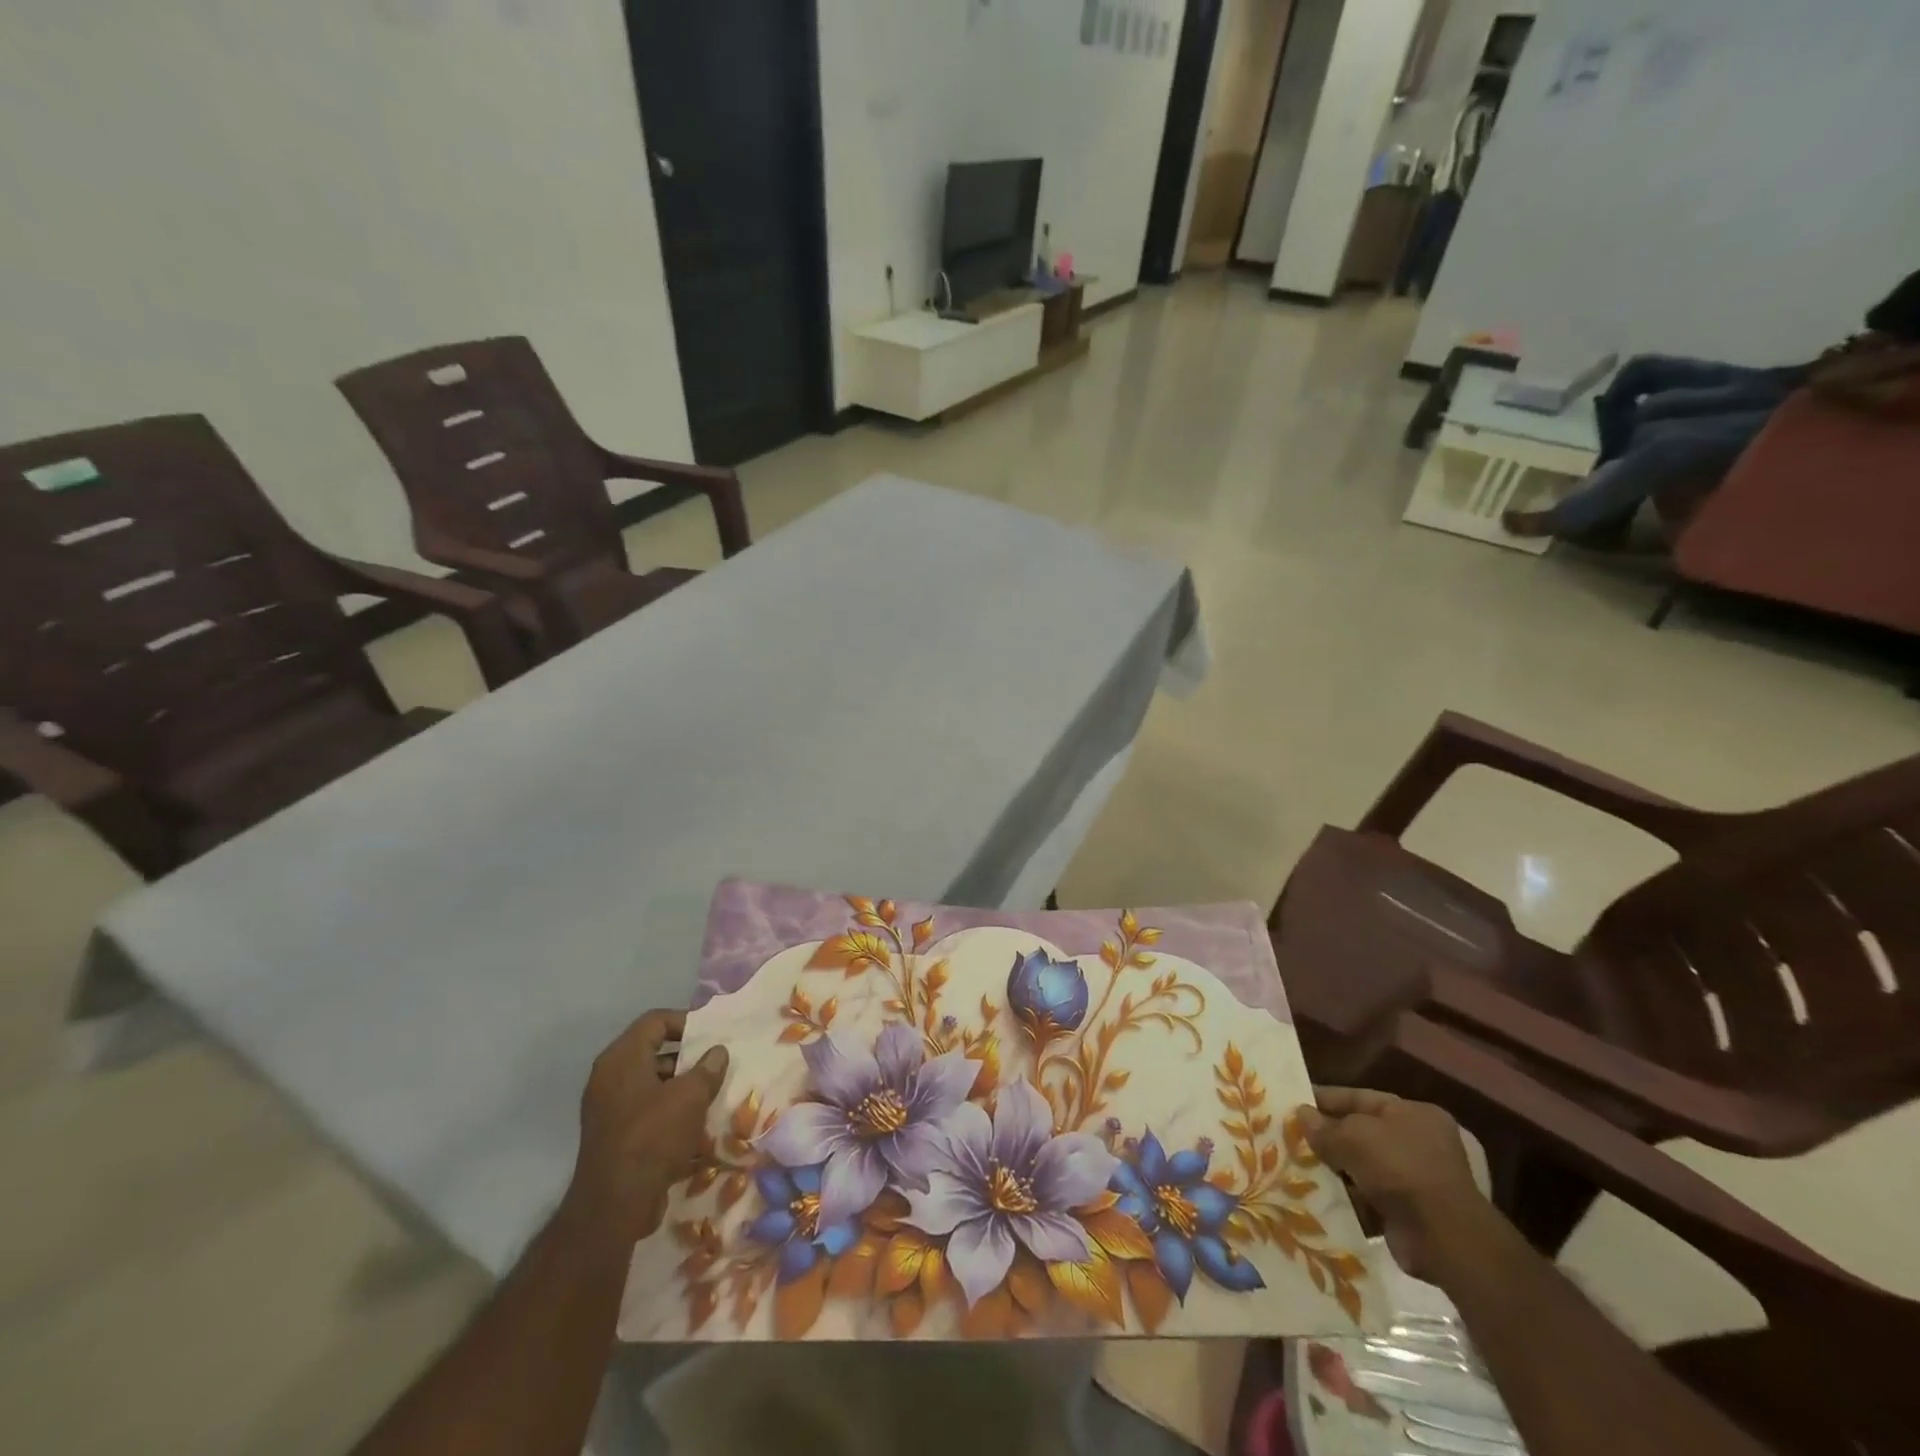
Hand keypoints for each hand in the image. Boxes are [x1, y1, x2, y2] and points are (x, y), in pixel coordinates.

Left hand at [560, 1009, 728, 1247]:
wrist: (614, 1206)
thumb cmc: (653, 1137)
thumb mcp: (690, 1097)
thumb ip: (708, 1069)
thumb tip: (717, 1052)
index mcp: (621, 1058)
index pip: (655, 1021)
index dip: (685, 1021)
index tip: (712, 1035)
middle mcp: (609, 1077)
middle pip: (653, 1051)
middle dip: (687, 1056)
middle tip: (716, 1064)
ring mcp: (609, 1107)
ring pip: (651, 1082)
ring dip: (681, 1085)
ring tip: (711, 1094)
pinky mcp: (614, 1134)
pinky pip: (646, 1108)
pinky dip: (669, 1109)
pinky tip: (695, 1123)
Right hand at [1294, 1087, 1495, 1284]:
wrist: (1444, 1238)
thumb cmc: (1400, 1168)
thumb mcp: (1353, 1137)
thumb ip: (1324, 1127)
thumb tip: (1301, 1115)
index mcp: (1414, 1114)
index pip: (1360, 1098)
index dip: (1326, 1099)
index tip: (1295, 1102)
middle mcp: (1420, 1143)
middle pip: (1362, 1133)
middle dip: (1330, 1137)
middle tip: (1293, 1136)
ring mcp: (1418, 1180)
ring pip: (1364, 1167)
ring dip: (1337, 1169)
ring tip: (1299, 1167)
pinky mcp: (1412, 1213)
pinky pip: (1371, 1197)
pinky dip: (1349, 1197)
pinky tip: (1321, 1196)